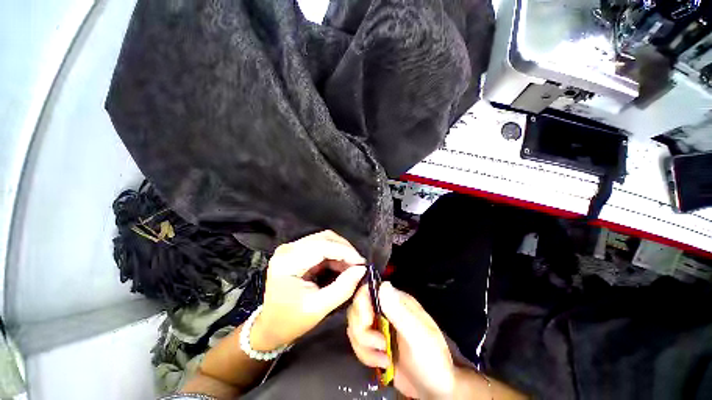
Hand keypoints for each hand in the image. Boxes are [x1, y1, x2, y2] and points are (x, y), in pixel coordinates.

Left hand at [250, 231, 366, 350]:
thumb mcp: (318, 308)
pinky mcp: (298, 251)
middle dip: (345, 250)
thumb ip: (342, 288)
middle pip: (325, 238)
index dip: (346, 252)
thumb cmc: (290, 321)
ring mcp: (292, 248)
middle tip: (359, 265)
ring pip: (325, 240)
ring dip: (341, 251)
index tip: (362, 263)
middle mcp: (289, 248)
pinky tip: (342, 266)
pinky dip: (335, 255)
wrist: (269, 326)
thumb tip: (361, 270)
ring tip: (352, 267)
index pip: (323, 246)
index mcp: (288, 261)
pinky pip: (322, 246)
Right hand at [347, 282, 455, 398]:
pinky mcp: (373, 343)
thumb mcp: (417, 335)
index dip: (362, 304)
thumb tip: (383, 284)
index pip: (369, 290)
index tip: (367, 322)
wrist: (434, 388)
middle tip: (380, 344)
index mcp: (396, 301)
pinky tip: (383, 362)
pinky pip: (357, 343)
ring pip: (354, 327)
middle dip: (363, 331)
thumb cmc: (430, 358)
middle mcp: (384, 309)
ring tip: (384, 357)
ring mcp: (377, 326)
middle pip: (357, 309)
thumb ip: (398, 311)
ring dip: (365, 346)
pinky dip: (365, 355)